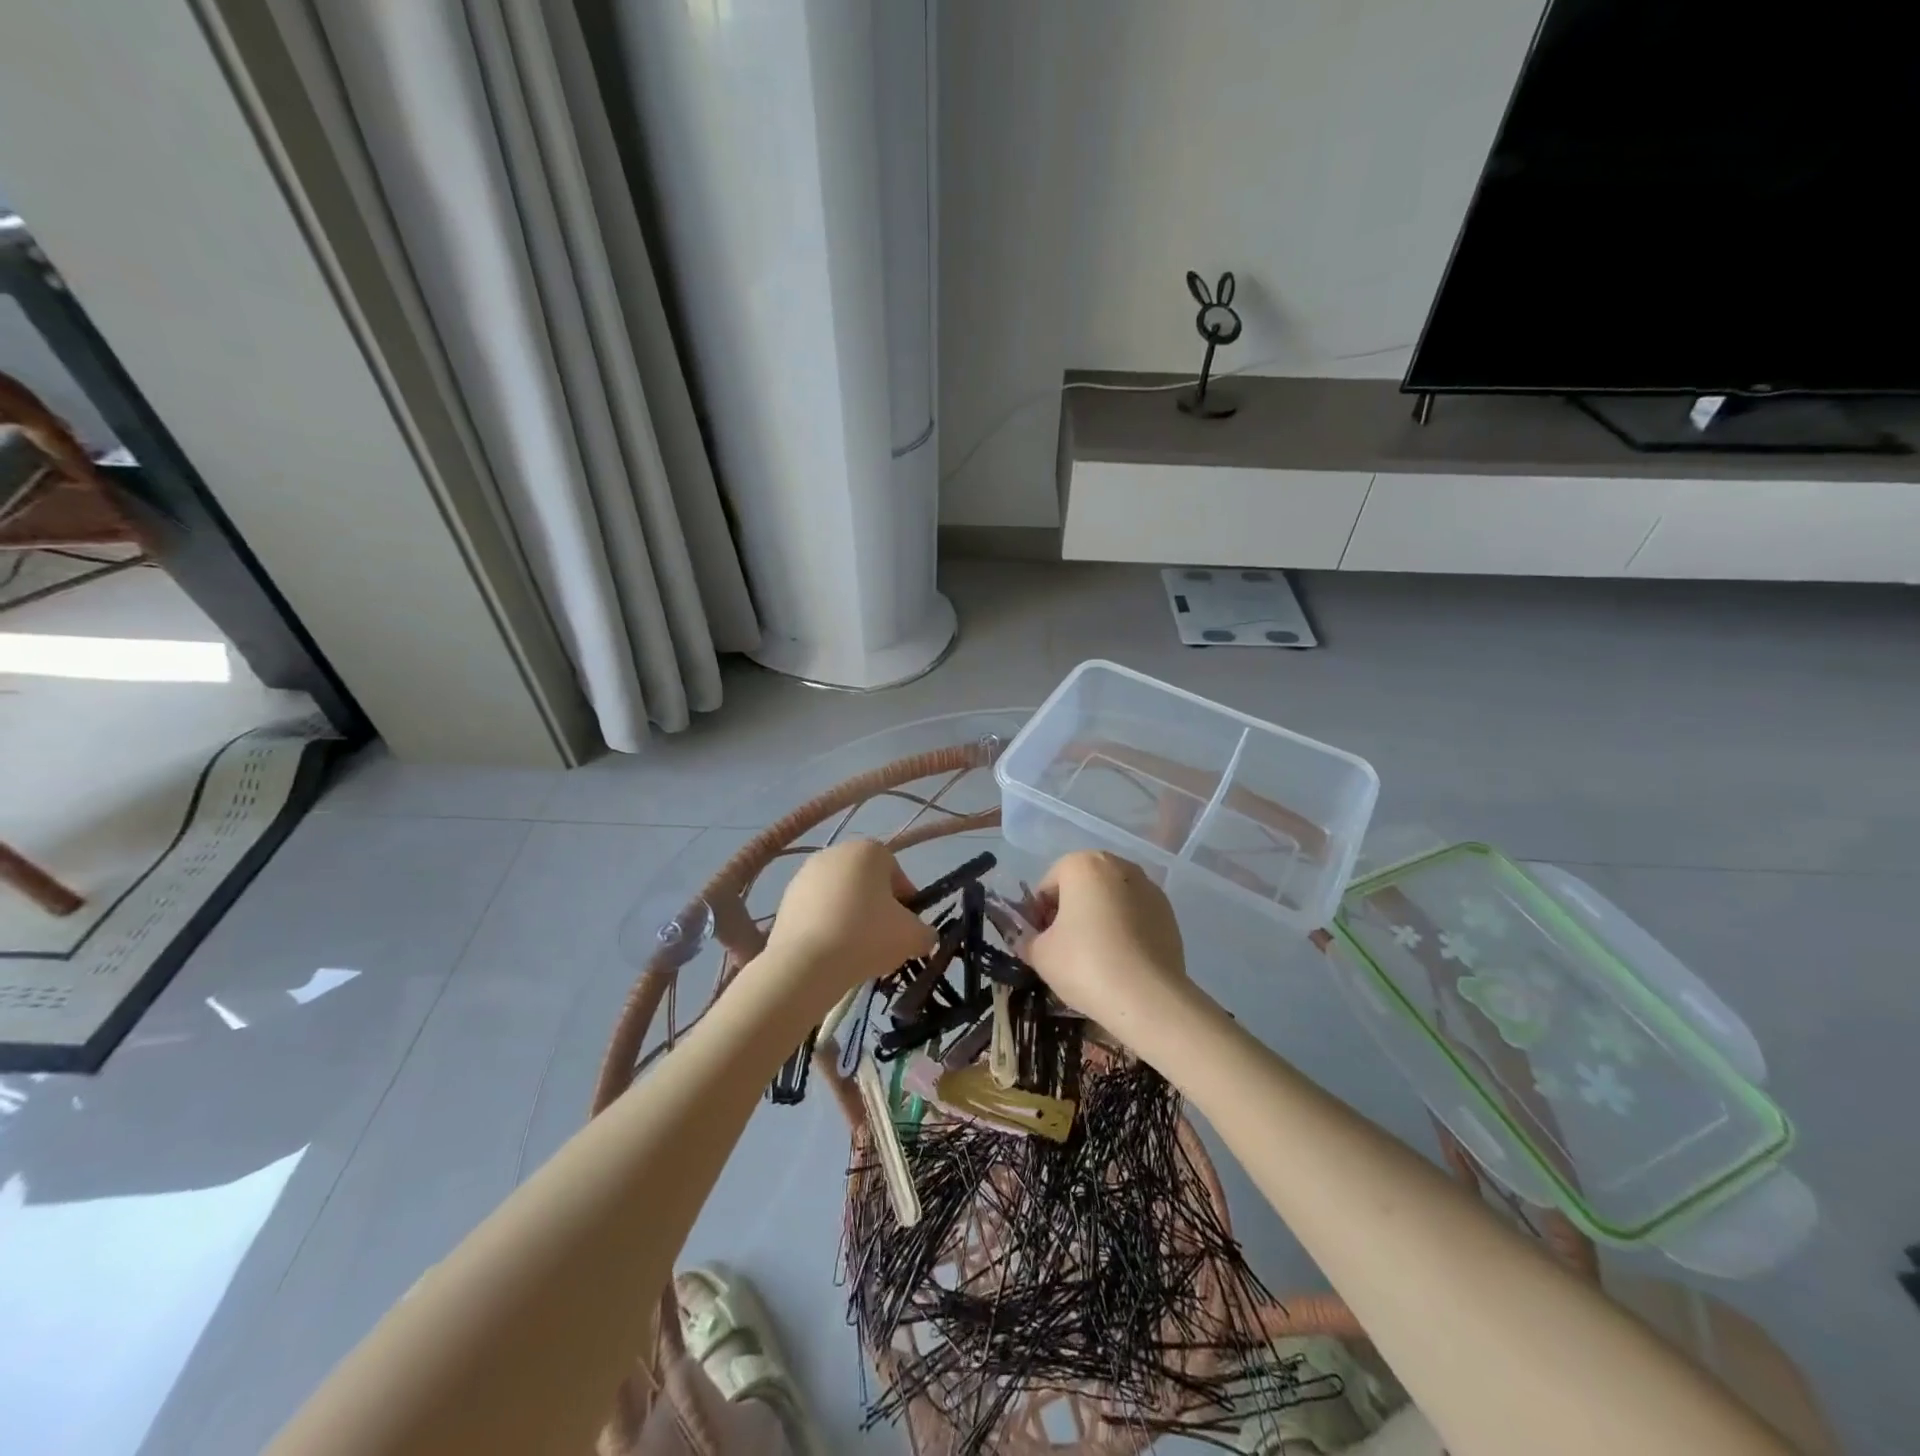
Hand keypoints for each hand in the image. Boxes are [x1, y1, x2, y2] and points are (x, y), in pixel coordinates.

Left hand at [764, 840, 934, 1000]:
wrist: (806, 963)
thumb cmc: (867, 937)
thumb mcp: (912, 937)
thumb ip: (925, 932)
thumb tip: (923, 936)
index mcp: (869, 850)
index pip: (897, 874)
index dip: (906, 903)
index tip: (906, 929)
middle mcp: (836, 852)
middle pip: (867, 882)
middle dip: (876, 908)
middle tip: (882, 940)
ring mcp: (805, 874)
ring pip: (840, 896)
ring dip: (850, 917)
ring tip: (854, 950)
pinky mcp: (785, 899)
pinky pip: (817, 911)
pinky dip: (826, 926)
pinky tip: (830, 951)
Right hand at [1025, 851, 1189, 1033]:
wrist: (1148, 998)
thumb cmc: (1084, 964)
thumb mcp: (1040, 954)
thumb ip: (1026, 939)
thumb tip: (1027, 939)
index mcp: (1083, 864)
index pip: (1048, 886)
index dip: (1037, 914)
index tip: (1038, 942)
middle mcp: (1118, 865)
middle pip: (1081, 887)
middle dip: (1069, 912)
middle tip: (1062, 948)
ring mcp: (1149, 888)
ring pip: (1110, 900)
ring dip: (1098, 919)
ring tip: (1093, 957)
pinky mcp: (1169, 914)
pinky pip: (1134, 916)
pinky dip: (1123, 930)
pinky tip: (1119, 961)